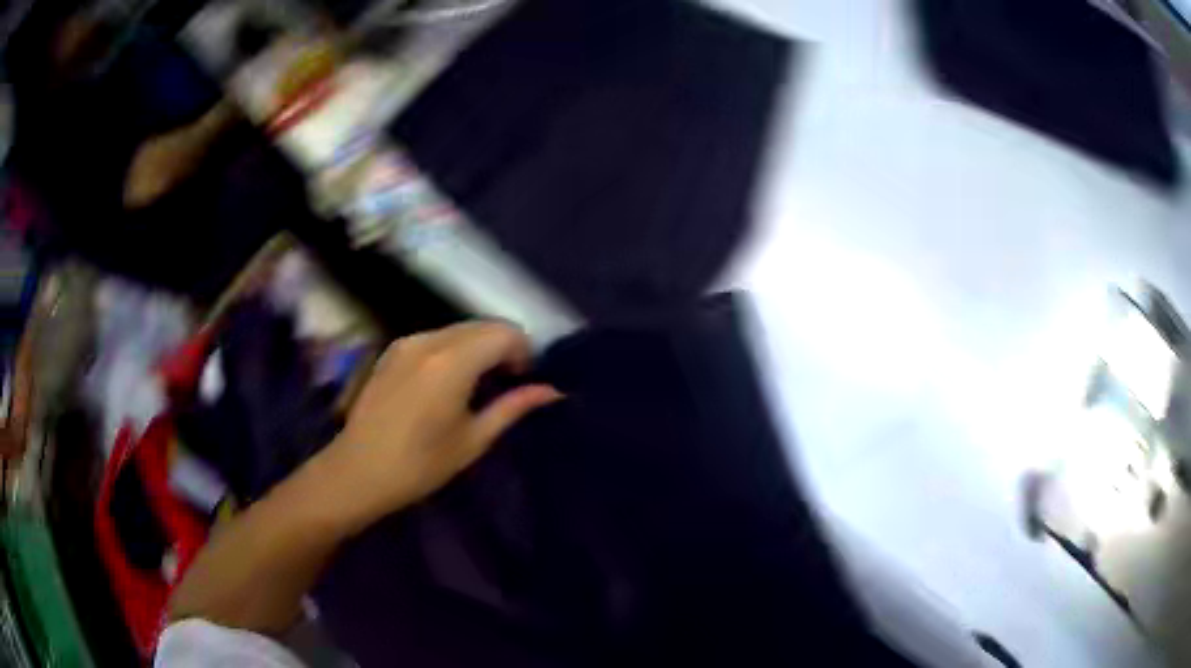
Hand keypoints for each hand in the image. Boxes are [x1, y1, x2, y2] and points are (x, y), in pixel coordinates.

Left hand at [312, 322, 561, 532]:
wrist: (358, 471)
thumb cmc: (420, 465)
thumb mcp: (473, 440)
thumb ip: (513, 407)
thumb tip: (551, 391)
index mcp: (453, 362)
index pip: (504, 333)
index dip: (524, 351)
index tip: (525, 380)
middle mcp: (430, 340)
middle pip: (482, 325)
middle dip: (503, 346)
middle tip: (509, 382)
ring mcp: (407, 341)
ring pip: (458, 329)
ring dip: (479, 346)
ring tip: (480, 383)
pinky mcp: (392, 350)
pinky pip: (435, 337)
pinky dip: (454, 348)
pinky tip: (449, 380)